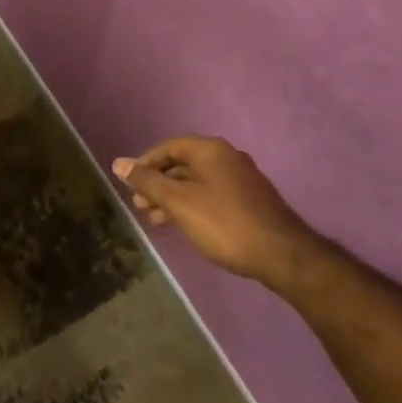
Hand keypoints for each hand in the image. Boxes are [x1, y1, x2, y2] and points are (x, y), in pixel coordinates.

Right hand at [113, 136, 320, 289]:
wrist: (283, 255)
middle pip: (182, 163)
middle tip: (140, 206)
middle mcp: (226, 157)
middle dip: (158, 183)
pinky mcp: (250, 200)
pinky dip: (192, 204)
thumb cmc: (225, 224)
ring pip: (197, 181)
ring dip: (174, 197)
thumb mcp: (180, 203)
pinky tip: (185, 224)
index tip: (129, 185)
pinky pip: (211, 194)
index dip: (145, 163)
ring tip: (156, 220)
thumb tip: (118, 163)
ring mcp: (241, 178)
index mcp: (210, 150)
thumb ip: (148, 182)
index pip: (168, 147)